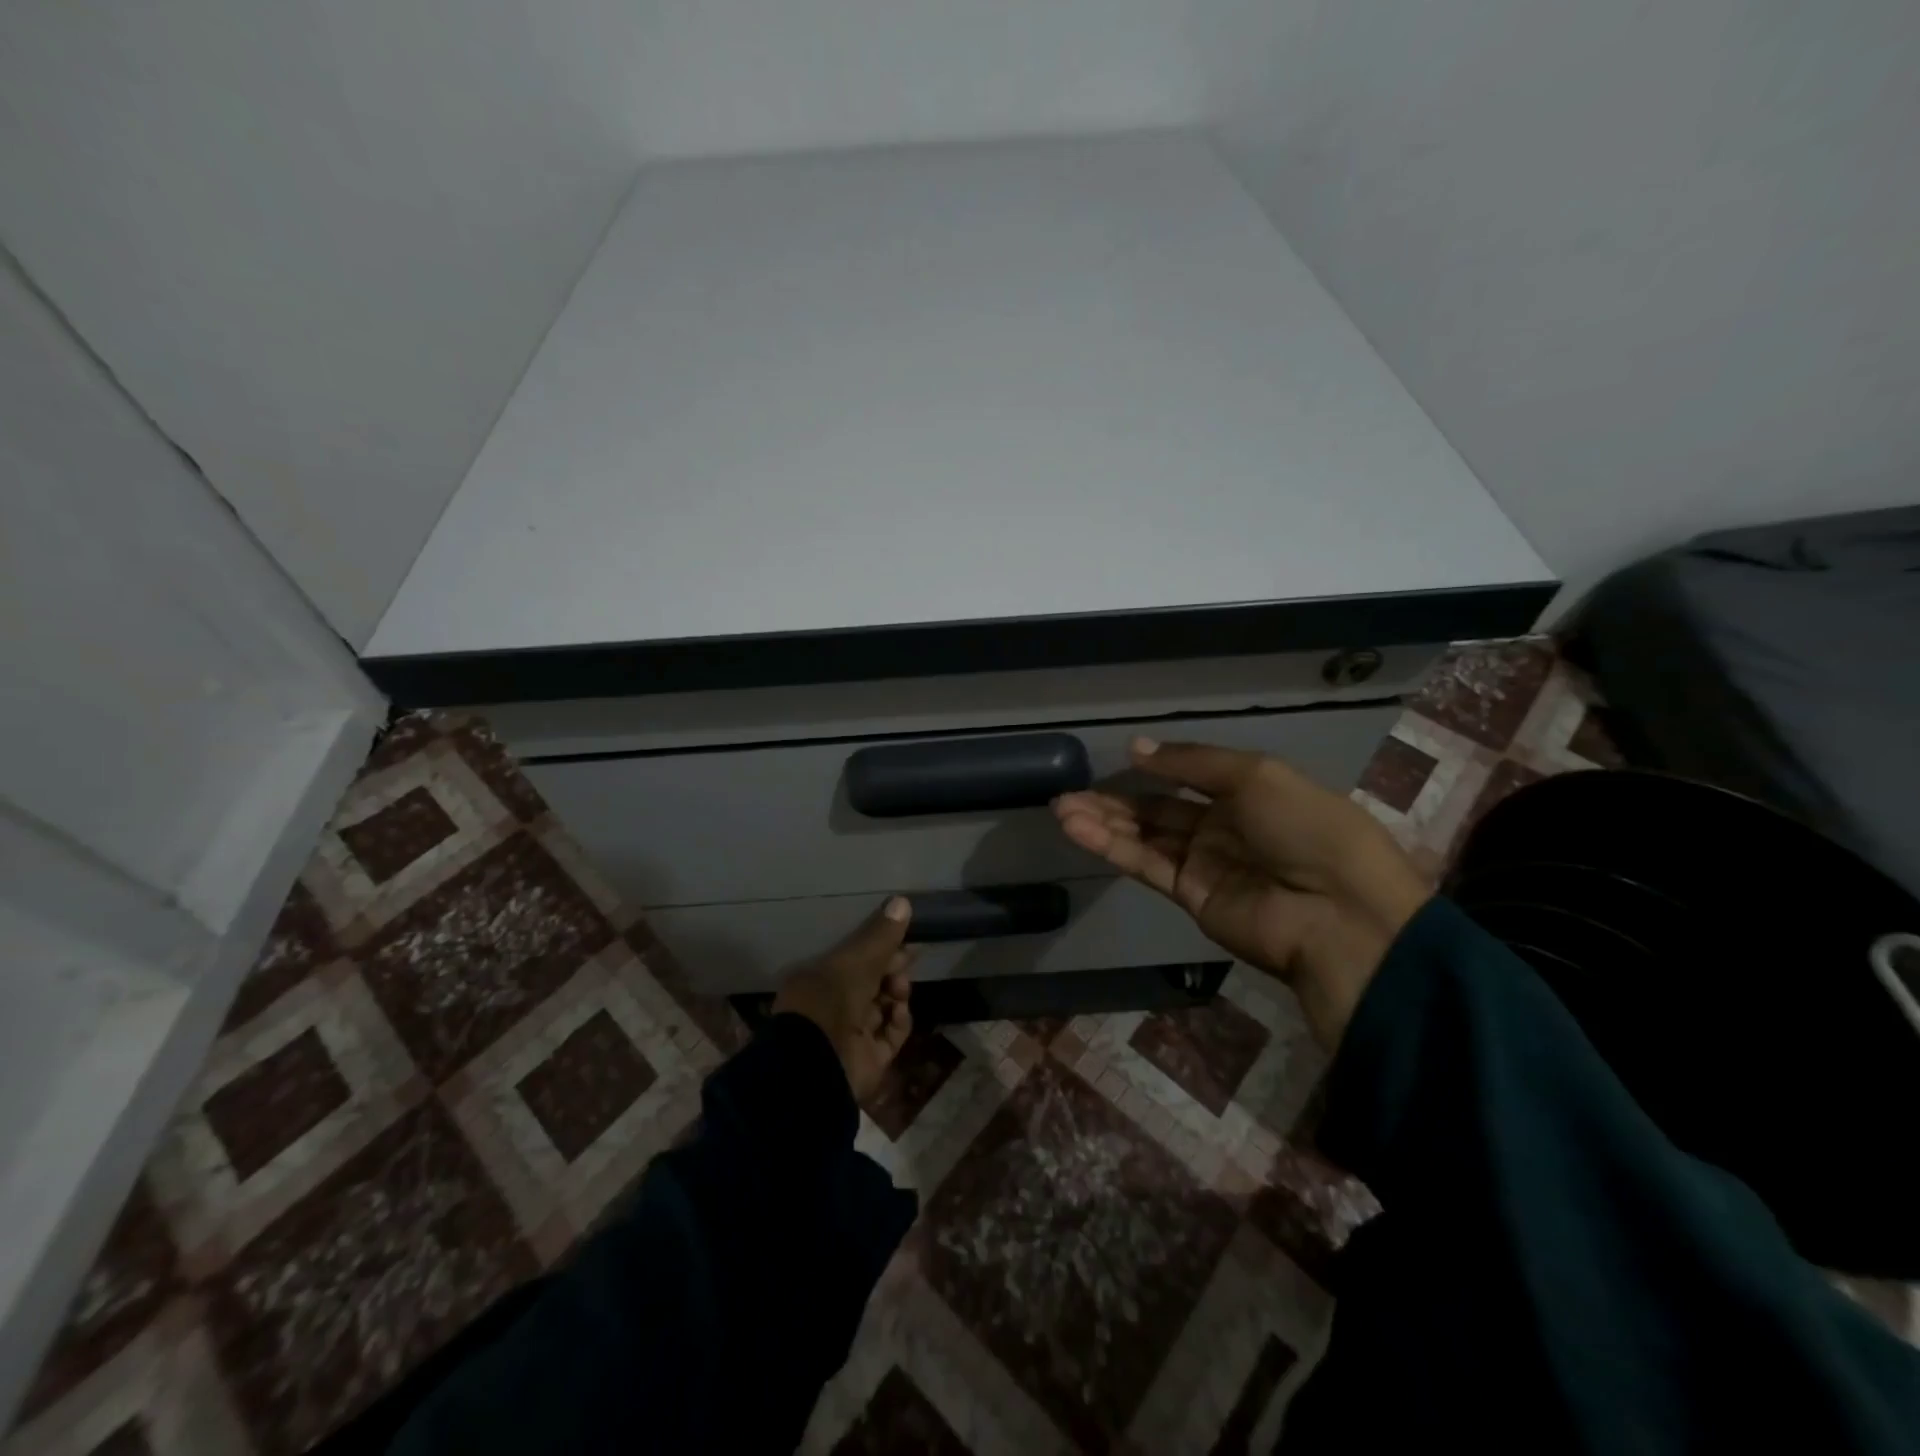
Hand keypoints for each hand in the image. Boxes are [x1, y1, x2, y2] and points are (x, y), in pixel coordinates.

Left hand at [773, 897, 916, 1099]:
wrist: (819, 1063)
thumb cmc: (829, 1000)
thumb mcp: (856, 960)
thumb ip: (880, 935)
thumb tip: (903, 901)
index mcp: (819, 980)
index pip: (854, 959)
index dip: (878, 948)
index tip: (902, 937)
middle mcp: (833, 1007)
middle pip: (872, 982)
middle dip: (891, 969)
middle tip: (908, 959)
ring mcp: (850, 1036)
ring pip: (884, 1006)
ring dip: (896, 993)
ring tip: (899, 989)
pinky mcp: (869, 1060)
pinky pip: (891, 1035)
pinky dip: (899, 1022)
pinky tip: (899, 1012)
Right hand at [1054, 739, 1429, 1048]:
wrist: (1338, 913)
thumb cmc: (1305, 828)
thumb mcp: (1254, 776)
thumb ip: (1191, 762)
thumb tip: (1135, 748)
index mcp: (1248, 793)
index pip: (1190, 777)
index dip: (1155, 768)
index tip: (1119, 758)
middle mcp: (1223, 827)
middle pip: (1158, 810)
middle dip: (1114, 800)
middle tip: (1067, 793)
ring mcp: (1204, 864)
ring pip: (1144, 836)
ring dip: (1103, 822)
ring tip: (1060, 808)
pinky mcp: (1189, 896)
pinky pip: (1145, 864)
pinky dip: (1111, 847)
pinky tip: (1078, 829)